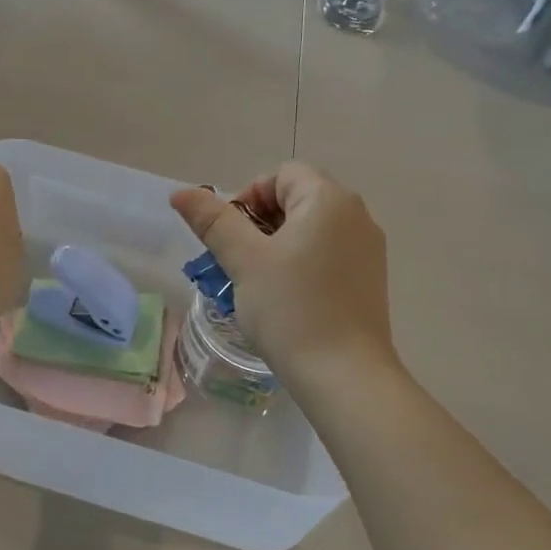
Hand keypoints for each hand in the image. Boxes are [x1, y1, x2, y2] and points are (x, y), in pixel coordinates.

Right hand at [170, 163, 395, 381]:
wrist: (345, 375)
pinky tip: (287, 297)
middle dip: (260, 222)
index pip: (282, 174)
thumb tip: (180, 192)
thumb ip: (213, 221)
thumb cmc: (291, 310)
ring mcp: (368, 248)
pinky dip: (302, 262)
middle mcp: (356, 215)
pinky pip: (329, 253)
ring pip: (312, 228)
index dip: (249, 197)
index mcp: (329, 199)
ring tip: (257, 282)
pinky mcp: (370, 278)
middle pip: (298, 198)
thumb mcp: (244, 261)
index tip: (232, 236)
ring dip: (278, 244)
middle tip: (239, 260)